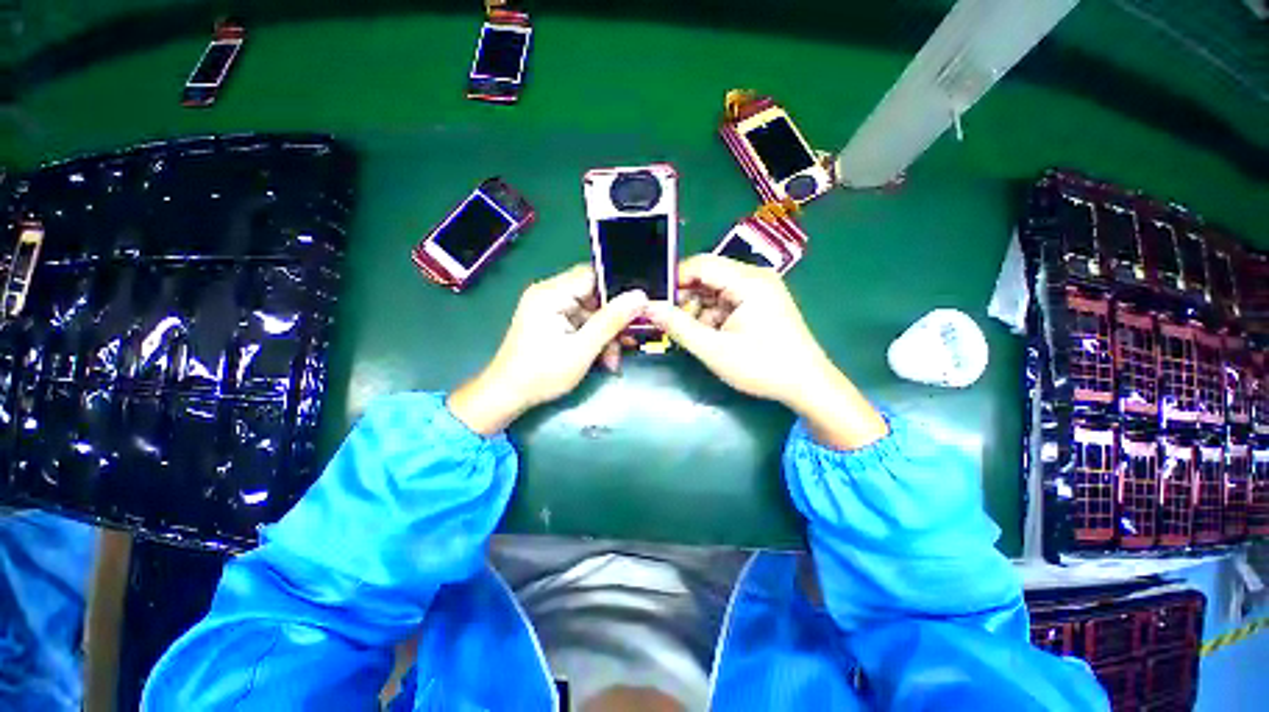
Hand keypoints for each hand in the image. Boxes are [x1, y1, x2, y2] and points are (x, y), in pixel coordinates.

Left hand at [448, 265, 647, 434]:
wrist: (507, 395)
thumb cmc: (542, 374)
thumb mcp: (583, 349)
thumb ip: (611, 321)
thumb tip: (640, 296)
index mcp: (551, 293)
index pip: (593, 276)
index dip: (617, 292)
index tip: (637, 312)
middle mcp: (549, 293)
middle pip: (593, 296)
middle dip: (612, 321)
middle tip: (625, 343)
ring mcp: (548, 308)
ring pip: (590, 312)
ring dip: (604, 334)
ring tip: (612, 360)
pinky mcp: (550, 321)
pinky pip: (579, 322)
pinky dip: (592, 338)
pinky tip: (601, 357)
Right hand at [645, 255, 887, 449]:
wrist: (807, 385)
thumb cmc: (762, 366)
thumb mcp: (714, 349)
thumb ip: (678, 326)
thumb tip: (648, 307)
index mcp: (748, 281)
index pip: (700, 264)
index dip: (674, 279)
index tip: (655, 301)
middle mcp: (755, 277)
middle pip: (708, 276)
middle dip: (686, 298)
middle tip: (670, 322)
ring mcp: (760, 289)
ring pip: (715, 290)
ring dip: (699, 309)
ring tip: (693, 335)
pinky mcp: (761, 302)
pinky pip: (727, 300)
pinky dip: (713, 315)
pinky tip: (710, 336)